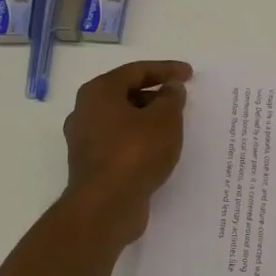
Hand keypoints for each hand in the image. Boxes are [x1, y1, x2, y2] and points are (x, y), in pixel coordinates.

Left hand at [63, 60, 192, 246]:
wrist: (106, 206)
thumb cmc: (135, 152)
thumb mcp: (165, 119)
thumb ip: (171, 98)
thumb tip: (170, 89)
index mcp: (99, 92)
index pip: (136, 71)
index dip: (166, 69)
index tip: (189, 74)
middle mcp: (85, 111)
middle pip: (125, 94)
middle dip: (155, 95)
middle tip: (180, 101)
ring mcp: (85, 141)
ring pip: (122, 121)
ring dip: (147, 120)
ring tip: (173, 127)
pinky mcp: (92, 165)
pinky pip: (120, 143)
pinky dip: (140, 141)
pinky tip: (158, 151)